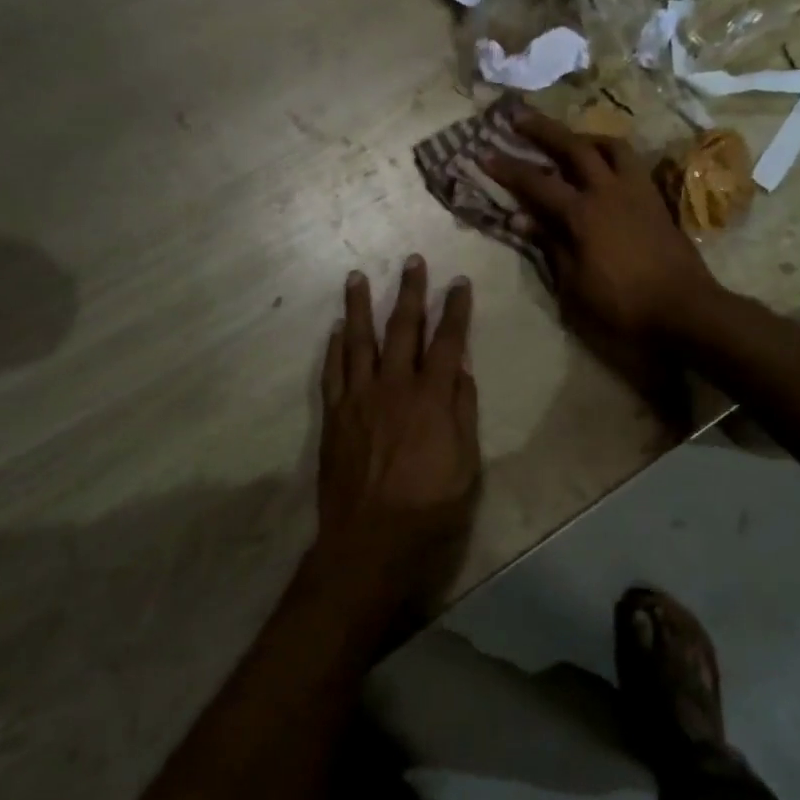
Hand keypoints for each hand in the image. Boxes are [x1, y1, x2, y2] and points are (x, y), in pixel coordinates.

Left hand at [314, 257, 479, 626]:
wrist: (371, 538)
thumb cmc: (430, 506)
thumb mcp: (466, 463)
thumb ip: (463, 411)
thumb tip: (461, 368)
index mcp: (432, 397)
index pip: (448, 341)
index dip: (455, 309)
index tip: (459, 282)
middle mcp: (394, 386)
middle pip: (403, 329)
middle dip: (411, 292)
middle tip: (412, 261)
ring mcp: (359, 398)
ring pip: (359, 341)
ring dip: (360, 307)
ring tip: (357, 277)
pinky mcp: (335, 415)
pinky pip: (333, 371)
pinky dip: (334, 347)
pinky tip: (337, 329)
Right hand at [482, 111, 718, 341]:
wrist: (685, 310)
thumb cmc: (623, 305)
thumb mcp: (575, 285)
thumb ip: (550, 246)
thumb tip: (522, 218)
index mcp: (583, 214)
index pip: (537, 183)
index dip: (508, 168)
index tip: (483, 152)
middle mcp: (610, 191)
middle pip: (573, 147)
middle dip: (543, 130)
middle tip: (519, 116)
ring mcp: (637, 191)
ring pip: (611, 147)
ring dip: (585, 137)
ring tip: (570, 140)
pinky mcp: (656, 201)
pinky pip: (631, 164)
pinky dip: (611, 156)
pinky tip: (605, 167)